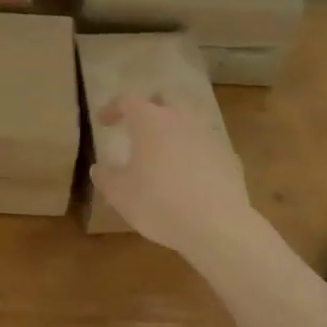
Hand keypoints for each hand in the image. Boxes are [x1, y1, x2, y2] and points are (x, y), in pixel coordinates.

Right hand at [90, 94, 253, 255]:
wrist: (217, 226)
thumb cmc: (159, 202)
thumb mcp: (120, 194)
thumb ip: (106, 177)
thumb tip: (98, 169)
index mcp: (150, 121)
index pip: (128, 101)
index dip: (113, 108)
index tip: (103, 122)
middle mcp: (181, 119)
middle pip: (164, 100)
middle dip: (149, 109)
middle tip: (137, 127)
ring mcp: (208, 136)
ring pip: (188, 122)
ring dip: (173, 131)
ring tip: (163, 153)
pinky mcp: (229, 156)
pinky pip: (205, 146)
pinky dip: (194, 153)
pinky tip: (189, 176)